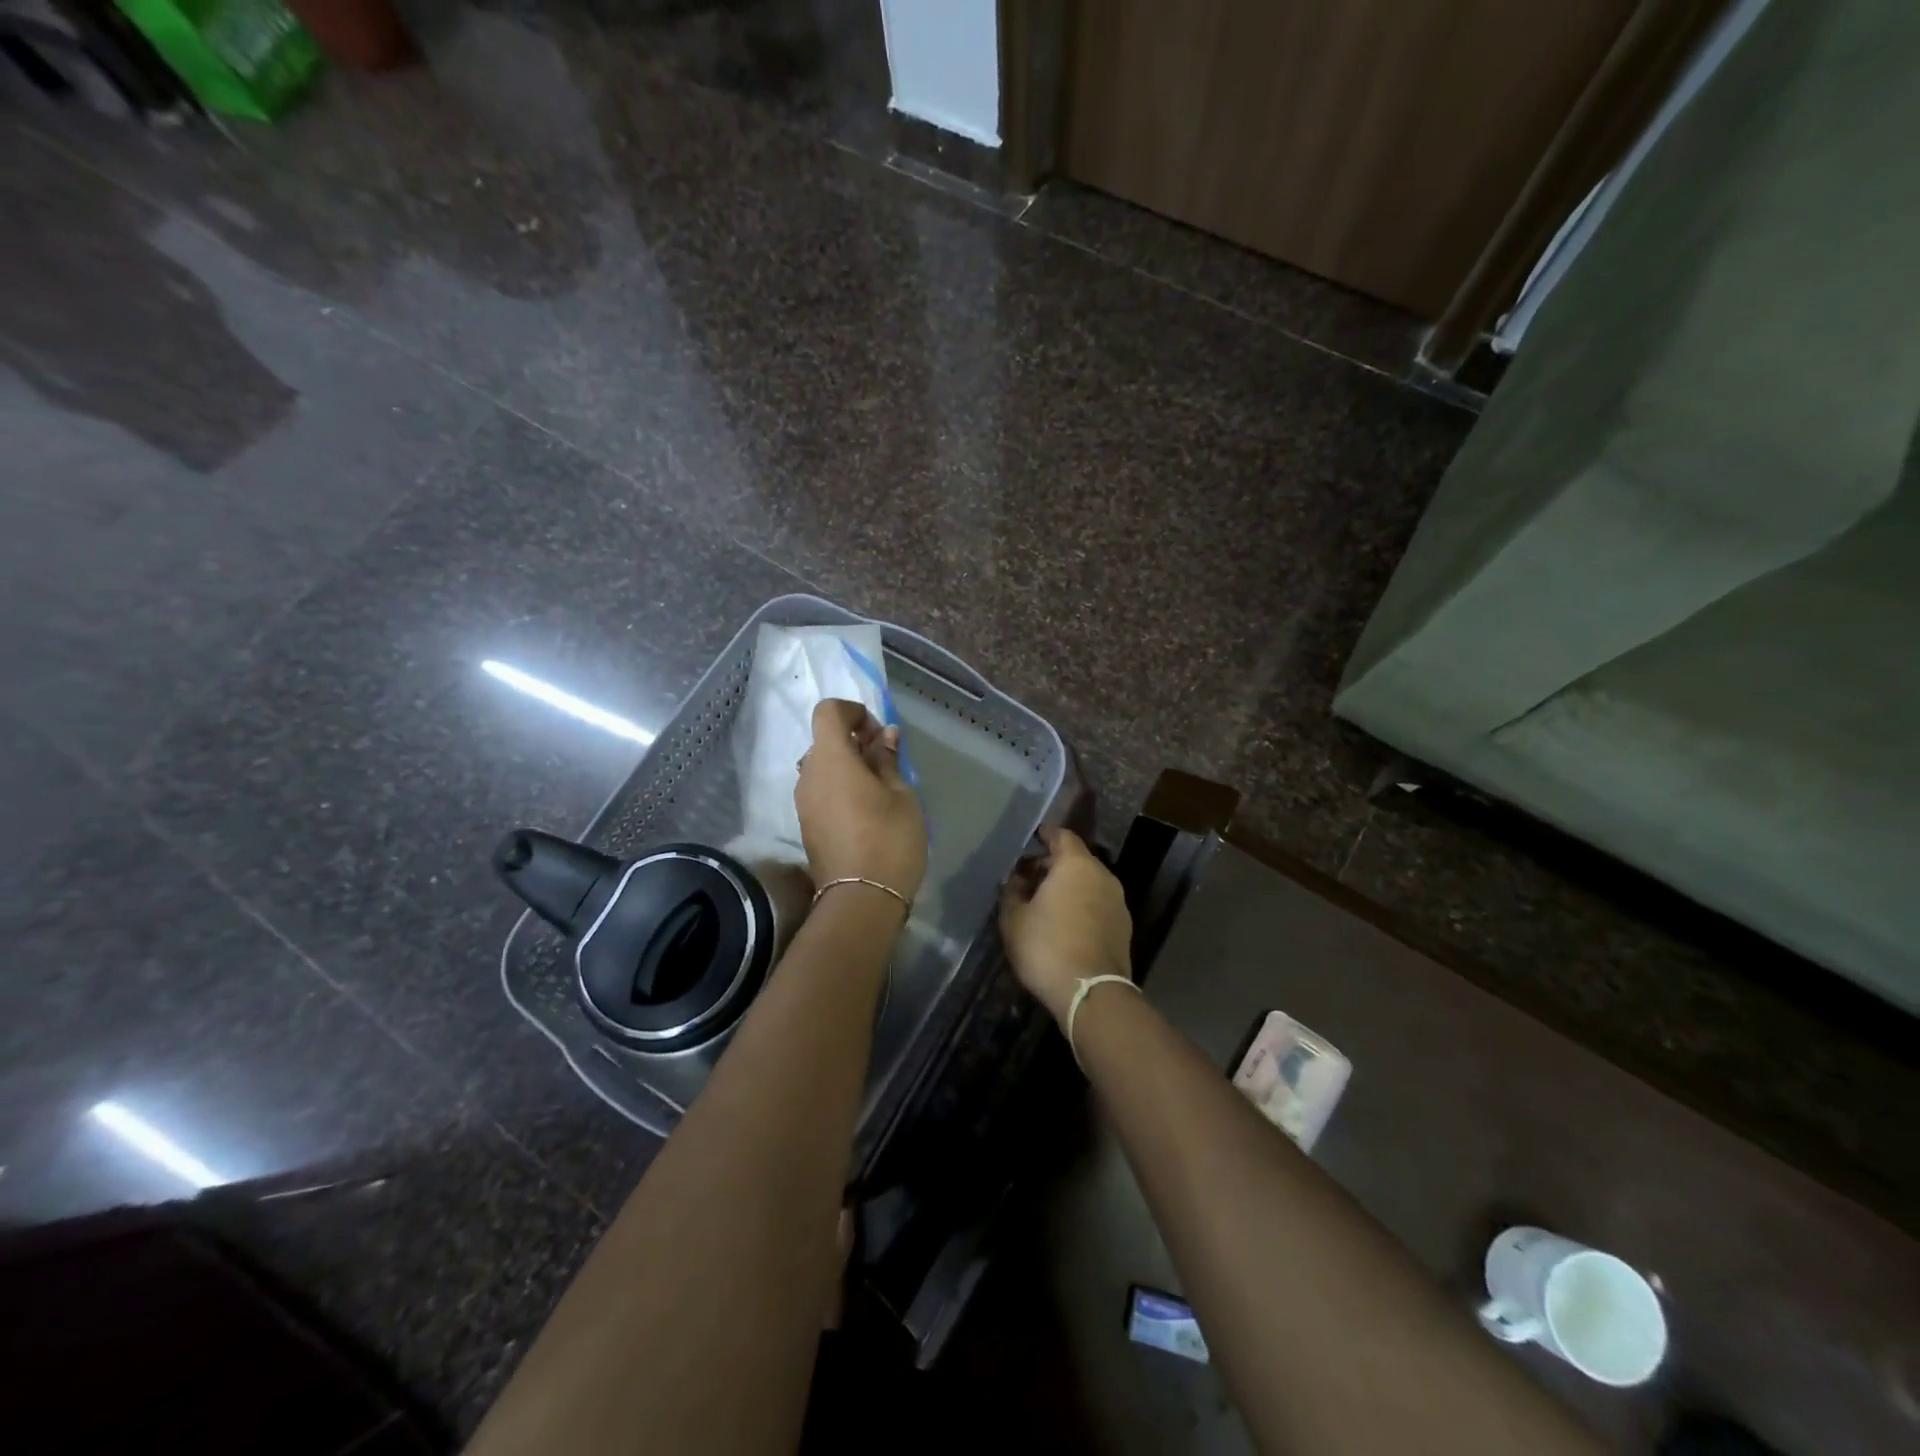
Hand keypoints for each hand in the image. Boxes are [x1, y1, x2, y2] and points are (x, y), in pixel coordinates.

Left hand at [794, 699, 926, 904]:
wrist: (861, 900)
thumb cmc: (889, 839)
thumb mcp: (901, 795)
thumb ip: (888, 760)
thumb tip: (884, 736)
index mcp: (830, 759)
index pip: (828, 712)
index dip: (853, 712)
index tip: (879, 733)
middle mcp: (808, 775)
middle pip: (824, 740)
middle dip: (854, 740)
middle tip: (886, 760)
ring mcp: (803, 802)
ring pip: (822, 767)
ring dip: (847, 766)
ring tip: (879, 787)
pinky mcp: (806, 825)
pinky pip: (821, 791)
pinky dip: (840, 787)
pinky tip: (867, 810)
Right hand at [999, 827, 1131, 1024]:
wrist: (1090, 992)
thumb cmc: (1046, 946)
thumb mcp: (1014, 919)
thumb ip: (1012, 892)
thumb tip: (1017, 880)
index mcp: (1076, 865)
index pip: (1062, 836)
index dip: (1046, 835)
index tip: (1034, 837)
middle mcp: (1103, 876)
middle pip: (1077, 860)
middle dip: (1054, 864)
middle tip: (1031, 876)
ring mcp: (1118, 902)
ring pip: (1089, 883)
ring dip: (1069, 887)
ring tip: (1046, 902)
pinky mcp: (1124, 928)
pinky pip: (1098, 905)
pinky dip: (1082, 905)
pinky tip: (1065, 923)